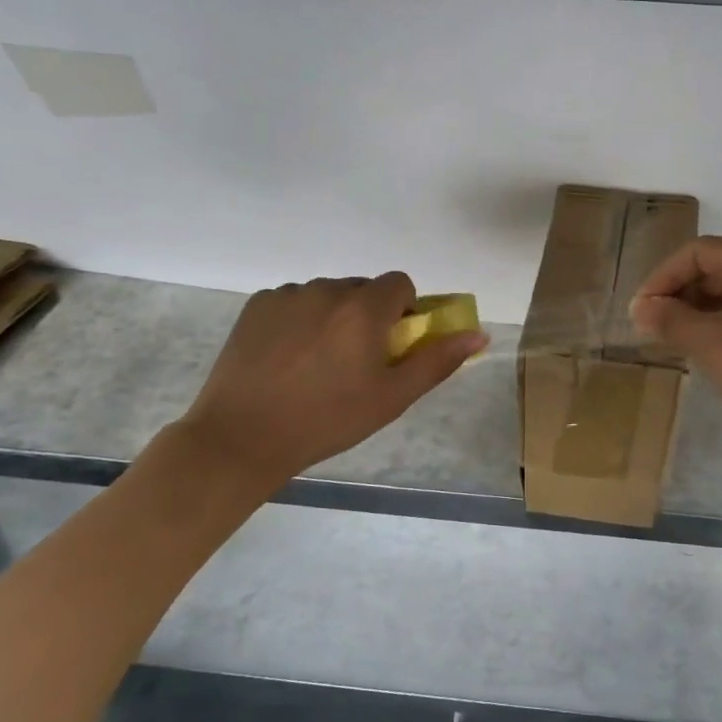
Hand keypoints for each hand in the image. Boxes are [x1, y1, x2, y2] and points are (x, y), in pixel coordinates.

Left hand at [177, 272, 487, 483]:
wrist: (242, 437)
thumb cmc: (328, 420)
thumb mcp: (392, 397)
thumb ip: (437, 360)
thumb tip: (478, 333)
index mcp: (363, 309)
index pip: (399, 284)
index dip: (403, 311)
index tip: (392, 344)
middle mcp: (326, 290)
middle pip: (362, 289)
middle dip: (368, 315)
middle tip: (355, 361)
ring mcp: (287, 295)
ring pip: (327, 295)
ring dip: (333, 316)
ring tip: (315, 363)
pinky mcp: (256, 305)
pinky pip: (293, 301)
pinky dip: (299, 320)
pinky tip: (285, 358)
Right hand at [630, 237, 721, 458]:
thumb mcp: (709, 342)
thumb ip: (669, 319)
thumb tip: (640, 308)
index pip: (697, 252)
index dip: (663, 276)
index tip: (641, 311)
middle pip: (712, 269)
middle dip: (677, 294)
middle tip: (652, 327)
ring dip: (694, 313)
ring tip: (672, 342)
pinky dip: (716, 327)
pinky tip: (705, 354)